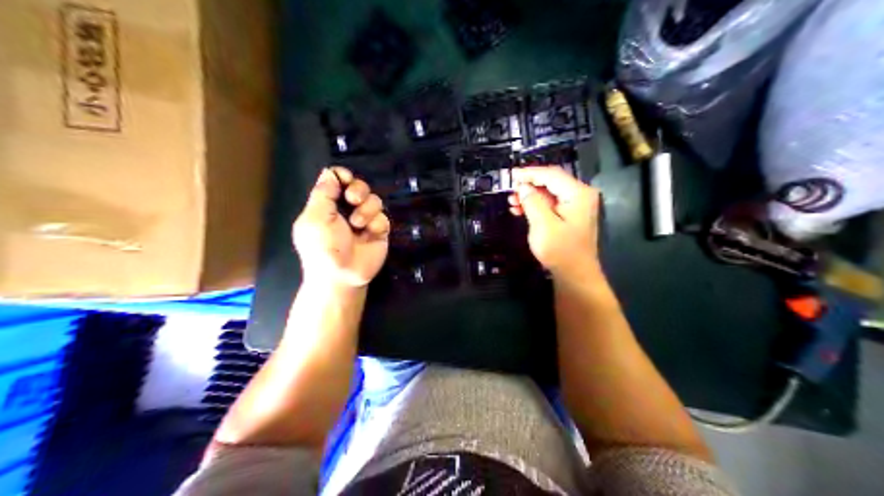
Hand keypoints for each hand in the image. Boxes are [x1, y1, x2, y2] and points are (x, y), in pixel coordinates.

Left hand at [293, 166, 390, 288]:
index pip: (337, 180)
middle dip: (358, 189)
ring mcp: (364, 222)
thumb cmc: (322, 248)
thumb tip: (330, 172)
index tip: (345, 179)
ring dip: (366, 209)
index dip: (342, 176)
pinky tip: (369, 233)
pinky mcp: (379, 232)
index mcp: (326, 206)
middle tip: (353, 199)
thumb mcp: (315, 218)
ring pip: (374, 200)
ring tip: (357, 224)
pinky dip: (376, 223)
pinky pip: (383, 217)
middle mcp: (346, 211)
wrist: (341, 276)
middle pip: (359, 186)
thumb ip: (323, 193)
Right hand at [511, 167, 599, 280]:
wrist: (575, 276)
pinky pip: (552, 204)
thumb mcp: (543, 225)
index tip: (511, 175)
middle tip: (510, 189)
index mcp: (578, 193)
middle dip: (529, 184)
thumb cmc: (560, 251)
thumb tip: (523, 186)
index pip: (551, 175)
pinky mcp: (571, 217)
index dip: (530, 173)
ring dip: (531, 195)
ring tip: (512, 202)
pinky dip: (537, 205)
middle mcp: (580, 195)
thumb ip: (532, 202)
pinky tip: (521, 210)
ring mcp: (577, 206)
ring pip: (550, 193)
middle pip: (552, 182)